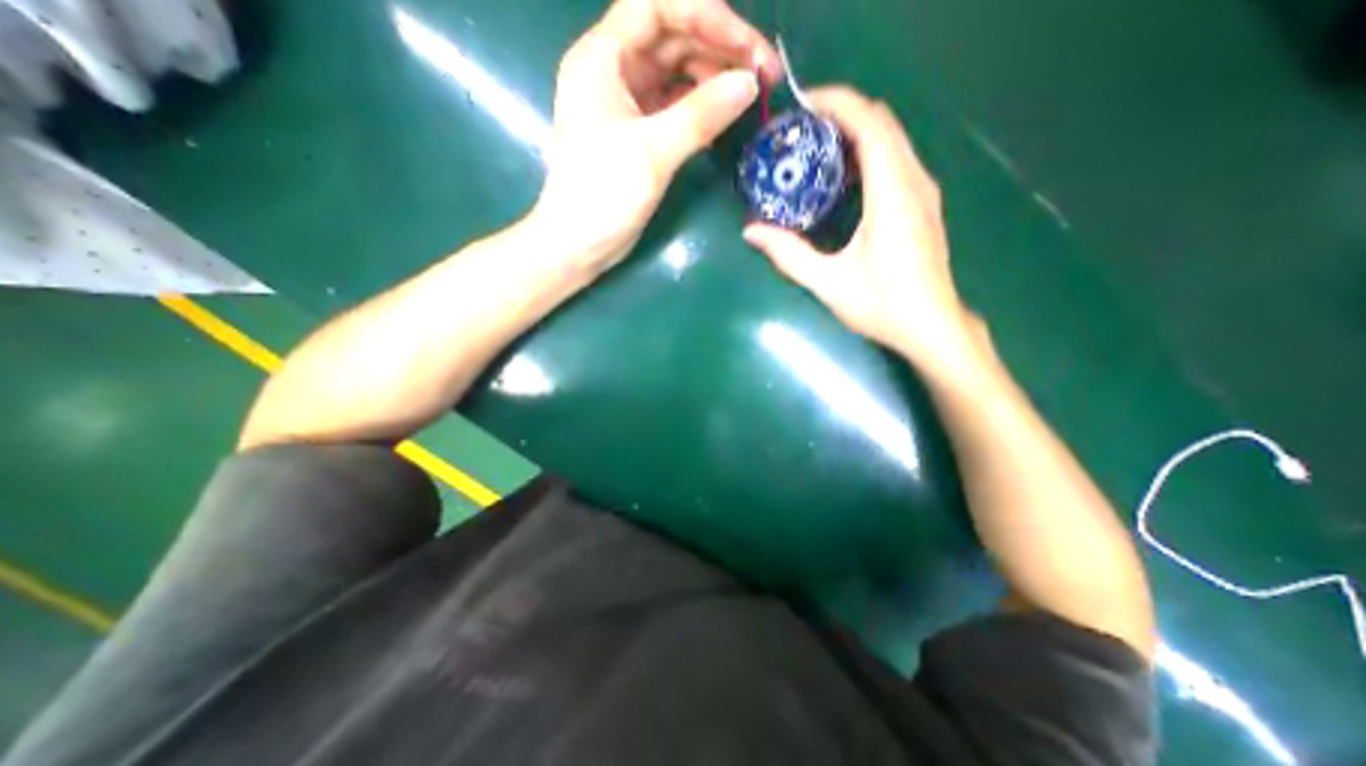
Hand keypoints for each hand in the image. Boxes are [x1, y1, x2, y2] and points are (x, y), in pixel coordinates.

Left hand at [529, 0, 777, 273]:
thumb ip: (701, 115)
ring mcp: (626, 104)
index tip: (746, 46)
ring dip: (713, 77)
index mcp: (603, 58)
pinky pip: (674, 105)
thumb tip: (749, 84)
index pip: (656, 7)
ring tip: (749, 93)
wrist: (579, 244)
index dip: (704, 15)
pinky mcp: (637, 133)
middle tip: (763, 73)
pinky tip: (723, 116)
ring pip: (675, 72)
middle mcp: (614, 71)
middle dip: (719, 48)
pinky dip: (699, 107)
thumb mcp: (652, 151)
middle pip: (672, 37)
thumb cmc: (603, 194)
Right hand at [742, 86, 976, 369]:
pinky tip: (843, 173)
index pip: (870, 125)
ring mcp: (924, 190)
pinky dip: (868, 151)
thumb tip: (750, 231)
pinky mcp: (924, 202)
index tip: (801, 106)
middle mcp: (914, 182)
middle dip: (841, 114)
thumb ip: (788, 255)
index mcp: (893, 196)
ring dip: (855, 131)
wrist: (932, 327)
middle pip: (882, 123)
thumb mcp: (829, 284)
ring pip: (892, 138)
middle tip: (801, 130)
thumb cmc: (883, 306)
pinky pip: (896, 157)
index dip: (837, 104)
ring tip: (816, 146)